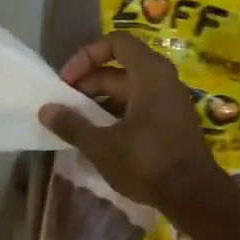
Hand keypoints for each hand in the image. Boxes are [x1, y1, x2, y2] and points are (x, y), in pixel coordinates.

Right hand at [40, 34, 227, 213]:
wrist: (194, 196)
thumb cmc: (146, 162)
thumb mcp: (101, 145)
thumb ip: (72, 124)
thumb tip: (46, 110)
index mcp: (149, 74)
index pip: (116, 42)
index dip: (86, 56)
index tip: (67, 81)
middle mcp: (163, 81)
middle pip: (120, 68)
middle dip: (88, 82)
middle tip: (65, 106)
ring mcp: (170, 102)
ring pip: (128, 89)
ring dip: (100, 101)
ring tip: (77, 122)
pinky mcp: (171, 123)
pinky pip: (139, 106)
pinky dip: (116, 113)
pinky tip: (99, 136)